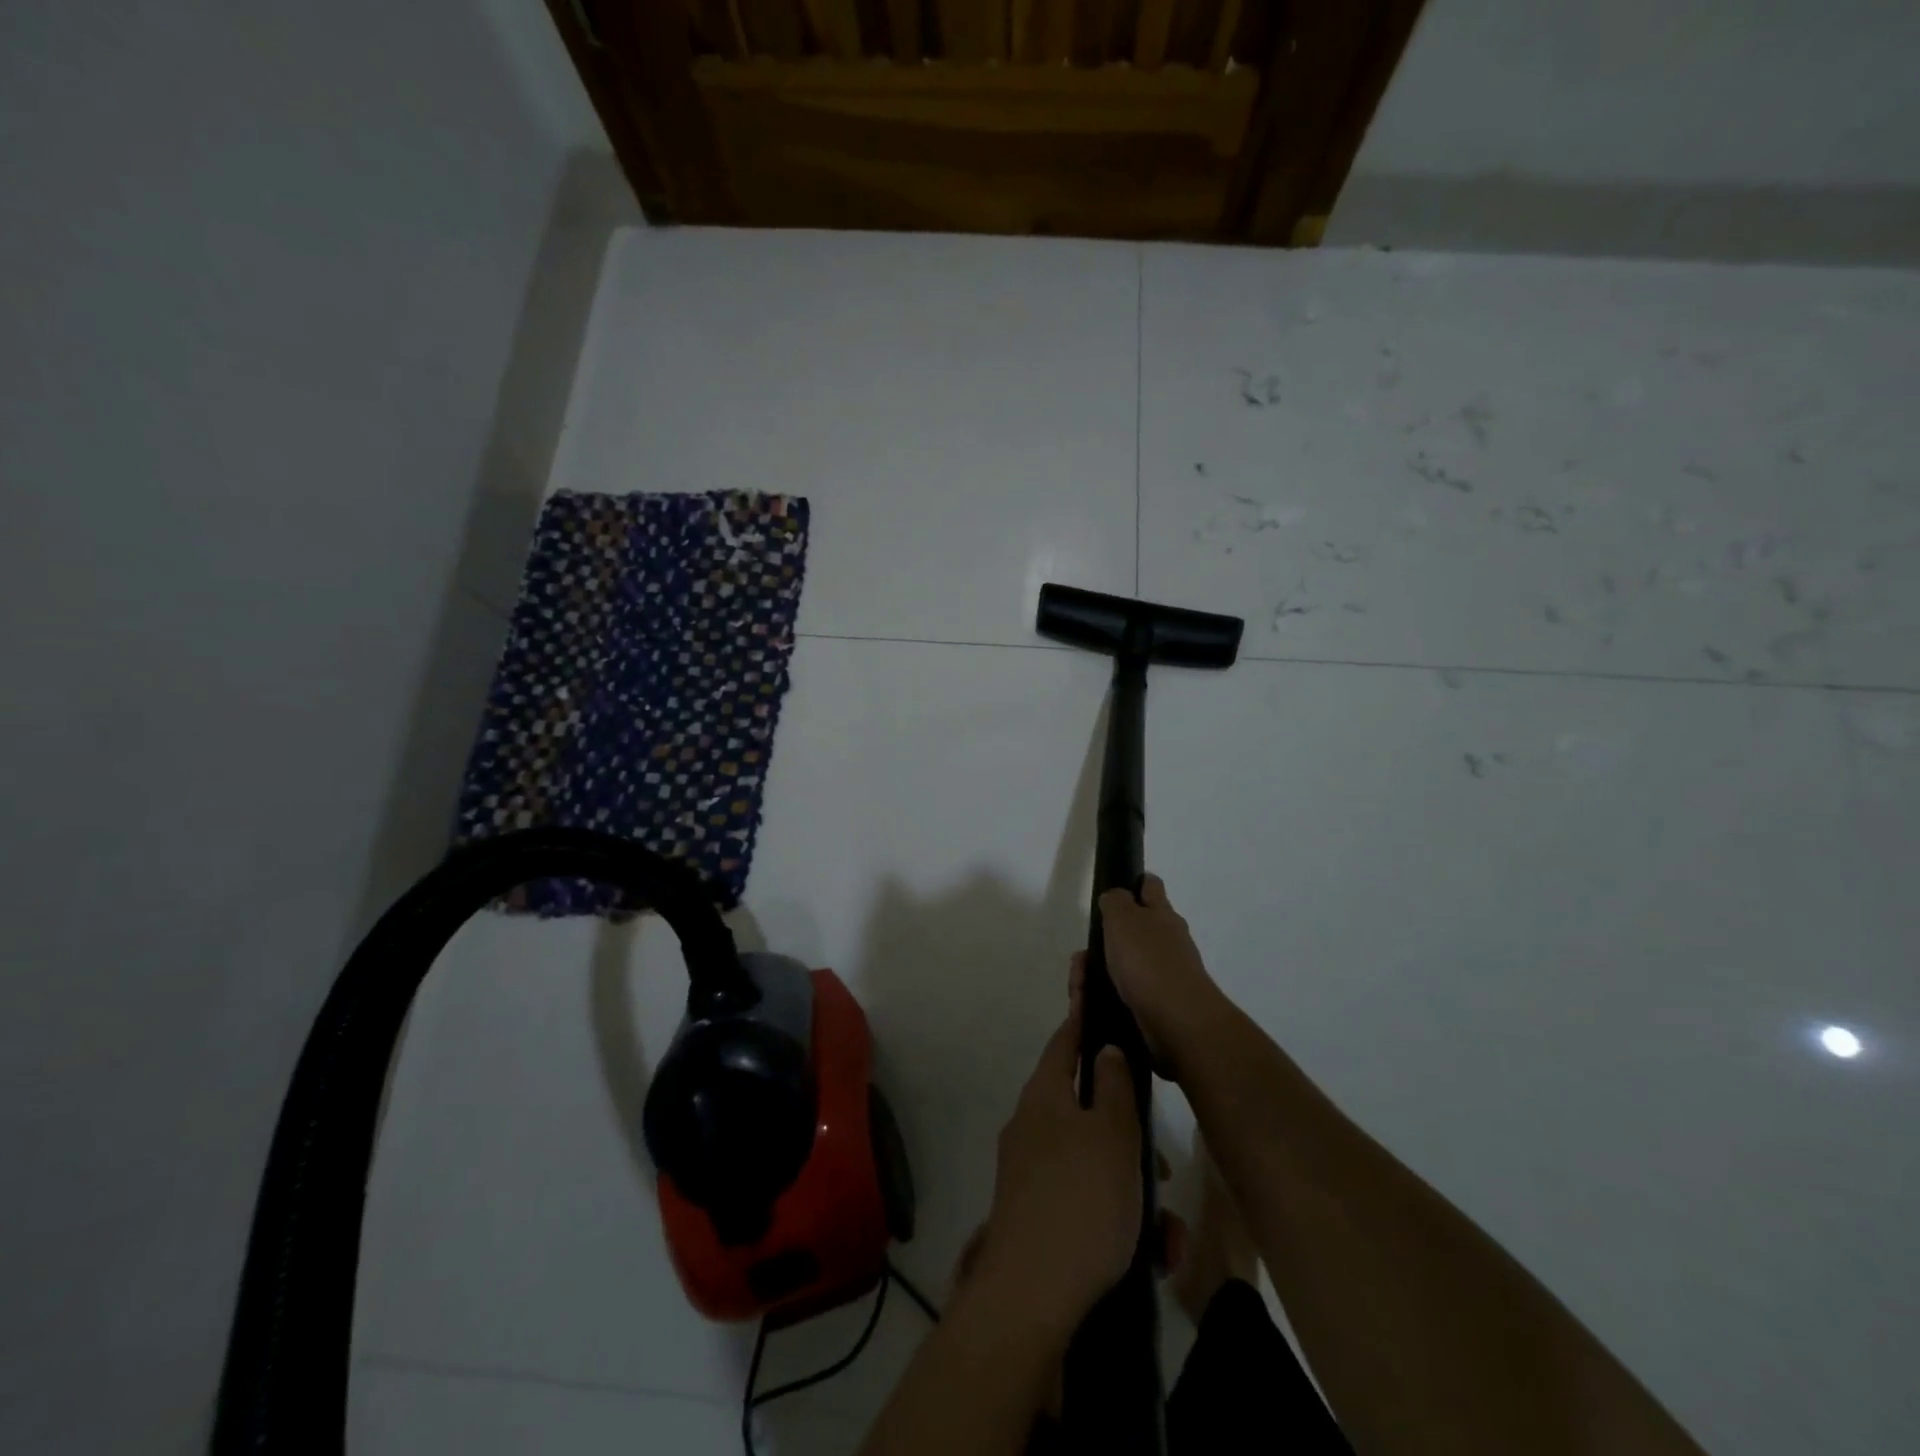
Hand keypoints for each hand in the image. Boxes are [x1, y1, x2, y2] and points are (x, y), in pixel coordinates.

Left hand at [971, 989, 1140, 1339]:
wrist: (1030, 1299)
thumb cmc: (1080, 1201)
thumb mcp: (1112, 1136)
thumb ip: (1114, 1086)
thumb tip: (1106, 1049)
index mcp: (1045, 1095)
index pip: (1066, 1038)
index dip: (1084, 1014)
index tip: (1091, 985)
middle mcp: (1032, 1125)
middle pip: (1087, 1106)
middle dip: (1130, 1130)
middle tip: (1163, 1161)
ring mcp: (1030, 1171)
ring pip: (1094, 1159)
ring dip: (1133, 1184)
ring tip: (1167, 1229)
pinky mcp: (1037, 1213)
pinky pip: (1086, 1200)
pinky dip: (1118, 1217)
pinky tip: (1151, 1255)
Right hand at [1097, 875, 1224, 1082]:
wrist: (1178, 1021)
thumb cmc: (1148, 962)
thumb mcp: (1123, 918)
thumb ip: (1115, 901)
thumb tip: (1115, 897)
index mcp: (1162, 915)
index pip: (1151, 887)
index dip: (1135, 883)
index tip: (1115, 891)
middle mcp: (1169, 942)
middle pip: (1135, 931)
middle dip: (1105, 942)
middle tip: (1082, 956)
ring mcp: (1166, 975)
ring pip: (1126, 966)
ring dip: (1100, 974)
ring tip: (1080, 987)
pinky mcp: (1159, 1005)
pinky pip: (1127, 995)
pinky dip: (1108, 998)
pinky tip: (1092, 1005)